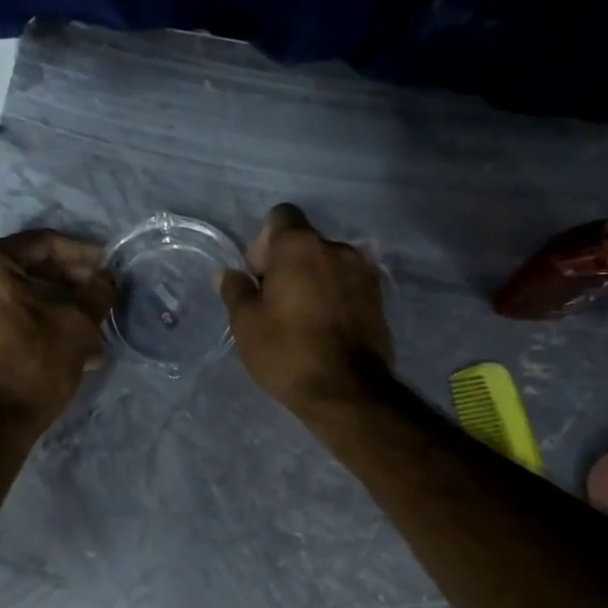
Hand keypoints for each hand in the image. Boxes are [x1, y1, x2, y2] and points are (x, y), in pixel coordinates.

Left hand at [0, 231, 114, 434]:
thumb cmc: (33, 364)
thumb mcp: (77, 325)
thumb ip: (97, 292)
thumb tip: (108, 276)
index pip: (43, 243)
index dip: (81, 253)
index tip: (107, 266)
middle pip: (26, 269)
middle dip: (67, 284)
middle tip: (97, 297)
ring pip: (14, 298)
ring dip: (52, 308)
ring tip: (86, 329)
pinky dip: (30, 324)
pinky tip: (60, 345)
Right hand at [219, 203, 393, 415]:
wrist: (347, 391)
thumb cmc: (288, 352)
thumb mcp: (246, 324)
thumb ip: (236, 290)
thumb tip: (229, 273)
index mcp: (301, 245)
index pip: (280, 216)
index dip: (263, 242)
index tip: (258, 277)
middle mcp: (337, 248)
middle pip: (305, 243)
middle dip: (287, 265)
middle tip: (274, 304)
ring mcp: (364, 273)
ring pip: (328, 266)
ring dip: (313, 282)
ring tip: (301, 320)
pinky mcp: (379, 300)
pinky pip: (347, 287)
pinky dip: (334, 298)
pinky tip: (324, 330)